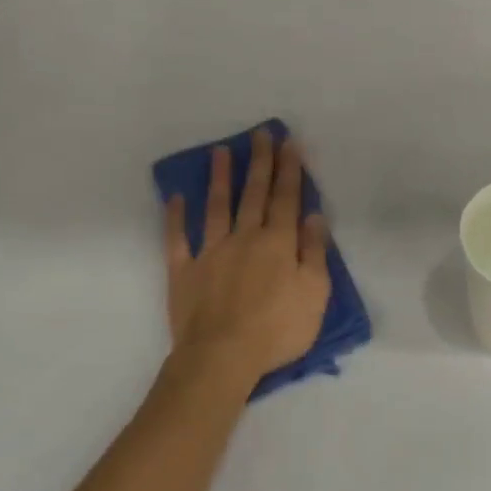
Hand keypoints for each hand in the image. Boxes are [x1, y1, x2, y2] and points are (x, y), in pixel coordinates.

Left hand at [164, 130, 331, 390]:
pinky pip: (177, 239)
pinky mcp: (184, 271)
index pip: (285, 199)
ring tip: (221, 152)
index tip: (289, 142)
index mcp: (277, 243)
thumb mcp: (314, 293)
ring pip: (215, 207)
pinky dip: (176, 217)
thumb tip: (313, 216)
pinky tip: (176, 198)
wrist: (223, 355)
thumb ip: (314, 252)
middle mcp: (243, 238)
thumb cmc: (278, 328)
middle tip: (260, 134)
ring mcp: (210, 252)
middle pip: (252, 194)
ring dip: (219, 178)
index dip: (289, 170)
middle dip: (259, 163)